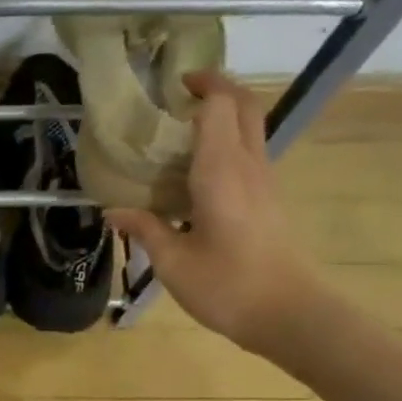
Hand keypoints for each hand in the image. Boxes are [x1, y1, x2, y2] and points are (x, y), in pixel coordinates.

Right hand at [106, 71, 327, 358]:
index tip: (169, 86)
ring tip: (179, 132)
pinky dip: (224, 145)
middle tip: (181, 93)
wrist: (288, 314)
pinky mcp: (268, 200)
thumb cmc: (227, 285)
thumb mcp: (172, 261)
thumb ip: (144, 228)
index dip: (200, 86)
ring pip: (250, 128)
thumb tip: (113, 211)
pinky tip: (193, 173)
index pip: (219, 107)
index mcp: (222, 172)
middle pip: (244, 106)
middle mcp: (248, 166)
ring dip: (222, 116)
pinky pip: (248, 154)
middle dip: (218, 88)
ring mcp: (264, 182)